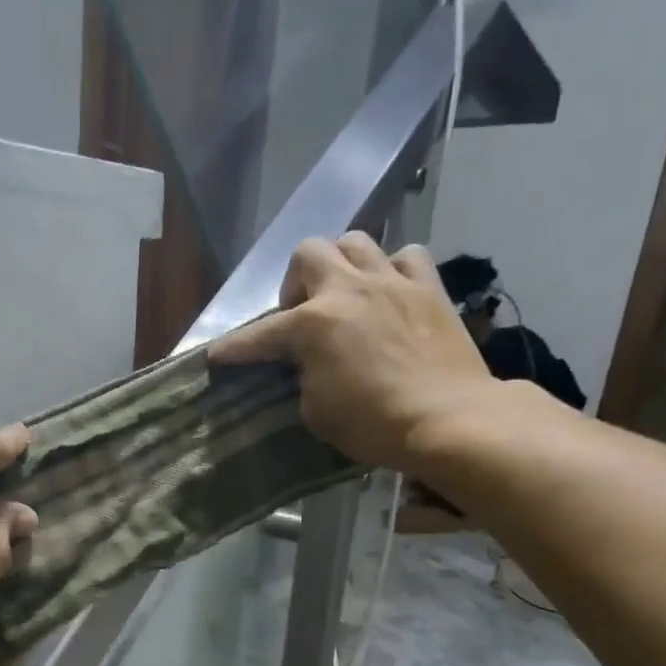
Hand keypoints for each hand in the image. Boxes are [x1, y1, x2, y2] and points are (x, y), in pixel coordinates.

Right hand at [208, 234, 498, 474]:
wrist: (448, 419)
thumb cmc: (373, 424)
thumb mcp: (316, 410)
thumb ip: (303, 376)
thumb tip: (308, 364)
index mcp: (312, 324)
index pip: (259, 335)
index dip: (234, 348)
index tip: (216, 355)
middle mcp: (349, 290)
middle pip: (309, 252)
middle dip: (296, 281)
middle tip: (302, 314)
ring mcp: (392, 282)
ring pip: (356, 242)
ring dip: (342, 265)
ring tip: (346, 296)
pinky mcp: (430, 288)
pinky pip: (406, 258)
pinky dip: (393, 272)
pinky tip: (391, 295)